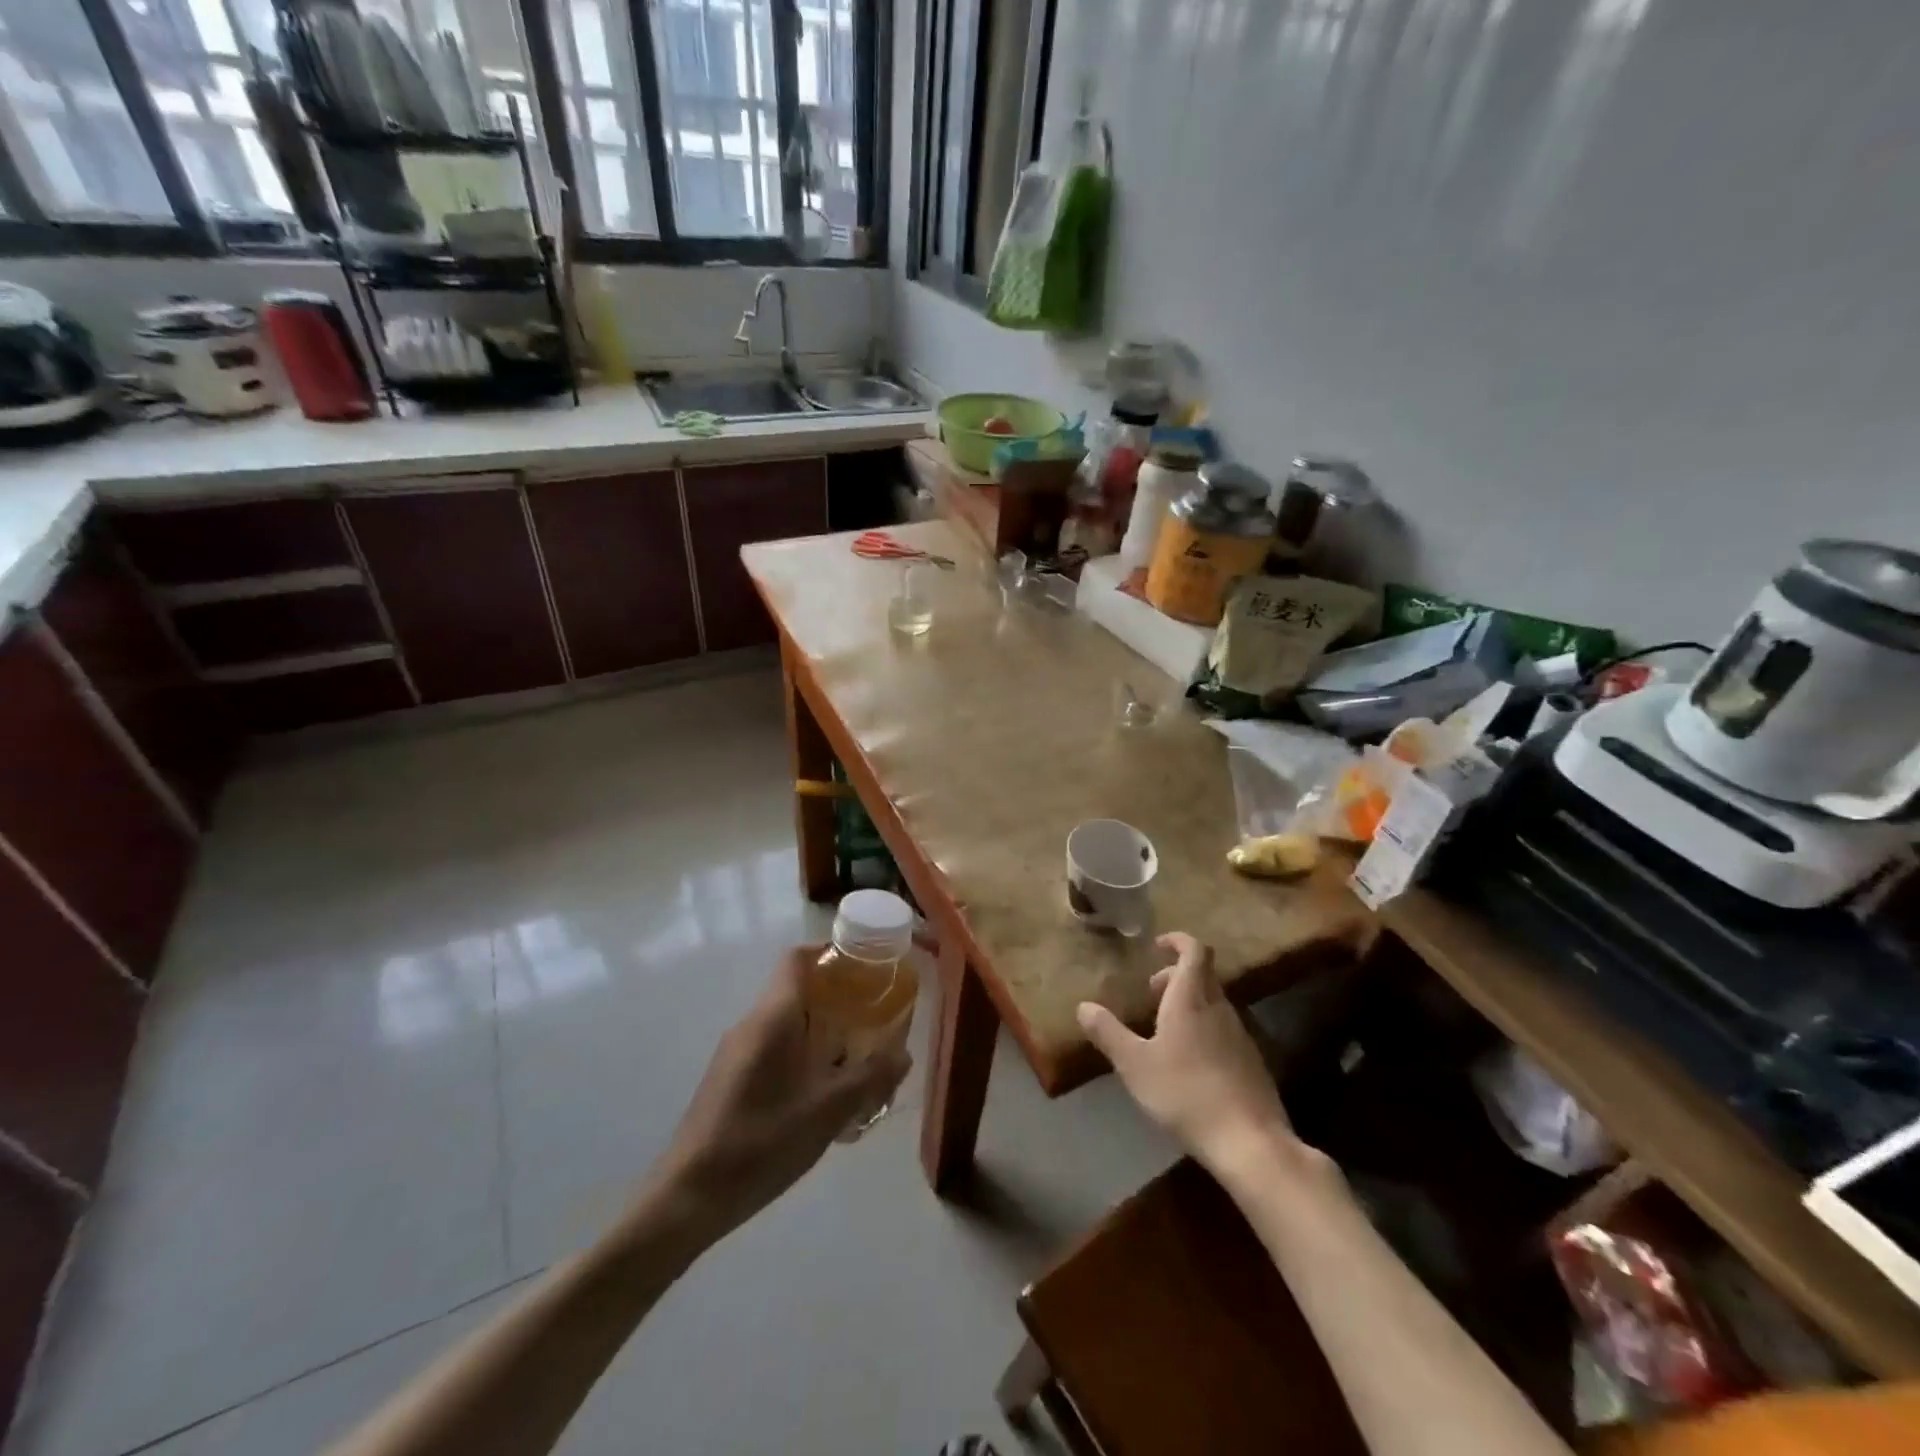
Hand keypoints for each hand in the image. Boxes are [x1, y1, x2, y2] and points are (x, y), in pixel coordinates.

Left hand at [648, 949, 909, 1238]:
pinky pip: (775, 1050)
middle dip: (838, 997)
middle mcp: (752, 1024)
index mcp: (773, 1016)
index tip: (866, 964)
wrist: (688, 1198)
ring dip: (823, 1032)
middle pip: (797, 990)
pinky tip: (824, 1096)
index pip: (798, 958)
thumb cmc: (761, 1141)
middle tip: (875, 1015)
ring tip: (859, 1058)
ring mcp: (737, 1053)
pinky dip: (804, 1056)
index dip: (830, 951)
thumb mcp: (828, 1110)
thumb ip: (871, 1077)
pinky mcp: (731, 1080)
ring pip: (788, 1024)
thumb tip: (904, 1054)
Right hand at [1076, 932, 1300, 1175]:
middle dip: (1176, 976)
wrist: (1250, 1142)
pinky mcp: (1252, 1062)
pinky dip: (1204, 1028)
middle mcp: (1219, 1008)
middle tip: (1151, 992)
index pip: (1194, 951)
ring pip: (1213, 1003)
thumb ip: (1108, 1033)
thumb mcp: (1135, 1064)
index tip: (1158, 945)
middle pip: (1203, 975)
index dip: (1177, 941)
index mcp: (1191, 999)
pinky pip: (1224, 1029)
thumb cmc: (1186, 1093)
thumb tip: (1083, 1006)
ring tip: (1164, 1029)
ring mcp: (1240, 1035)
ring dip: (1189, 1003)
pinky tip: (1189, 1061)